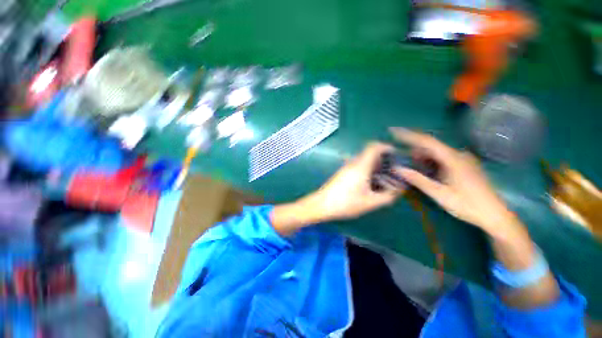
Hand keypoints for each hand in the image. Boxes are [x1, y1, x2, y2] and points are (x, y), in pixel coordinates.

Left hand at [306, 142, 404, 221]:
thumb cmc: (346, 202)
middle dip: (384, 161)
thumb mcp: (370, 202)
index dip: (386, 147)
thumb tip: (397, 191)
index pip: (374, 147)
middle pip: (370, 154)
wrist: (322, 204)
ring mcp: (346, 168)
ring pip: (364, 162)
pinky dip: (367, 172)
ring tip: (384, 181)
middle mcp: (353, 163)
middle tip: (394, 172)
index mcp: (361, 166)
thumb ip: (387, 196)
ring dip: (375, 168)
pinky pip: (358, 168)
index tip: (396, 155)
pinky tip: (371, 185)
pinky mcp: (342, 174)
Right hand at [391, 128, 514, 232]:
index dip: (409, 135)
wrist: (495, 215)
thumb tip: (397, 169)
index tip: (394, 131)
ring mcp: (463, 159)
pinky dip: (431, 161)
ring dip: (422, 157)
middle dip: (413, 150)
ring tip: (411, 167)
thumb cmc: (467, 204)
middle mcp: (458, 154)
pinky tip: (427, 171)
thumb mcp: (439, 193)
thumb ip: (418, 179)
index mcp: (453, 158)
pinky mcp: (465, 165)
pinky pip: (443, 158)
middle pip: (431, 146)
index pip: (427, 141)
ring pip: (436, 152)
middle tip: (400, 158)